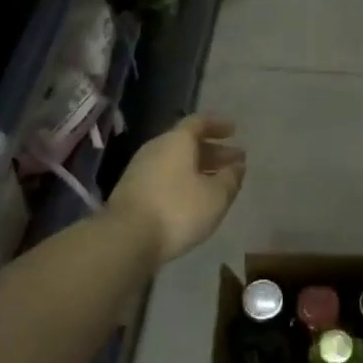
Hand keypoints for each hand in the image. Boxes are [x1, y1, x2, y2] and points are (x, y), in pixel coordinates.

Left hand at [107, 115, 246, 265]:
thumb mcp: (216, 196)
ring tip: (218, 182)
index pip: (199, 123)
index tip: (234, 131)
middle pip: (187, 143)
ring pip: (176, 162)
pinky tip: (193, 198)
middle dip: (213, 151)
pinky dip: (183, 182)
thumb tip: (237, 166)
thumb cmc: (177, 210)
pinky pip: (164, 177)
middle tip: (235, 161)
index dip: (218, 125)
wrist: (126, 239)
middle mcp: (156, 148)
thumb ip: (230, 178)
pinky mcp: (132, 192)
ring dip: (199, 168)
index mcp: (177, 141)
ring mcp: (140, 170)